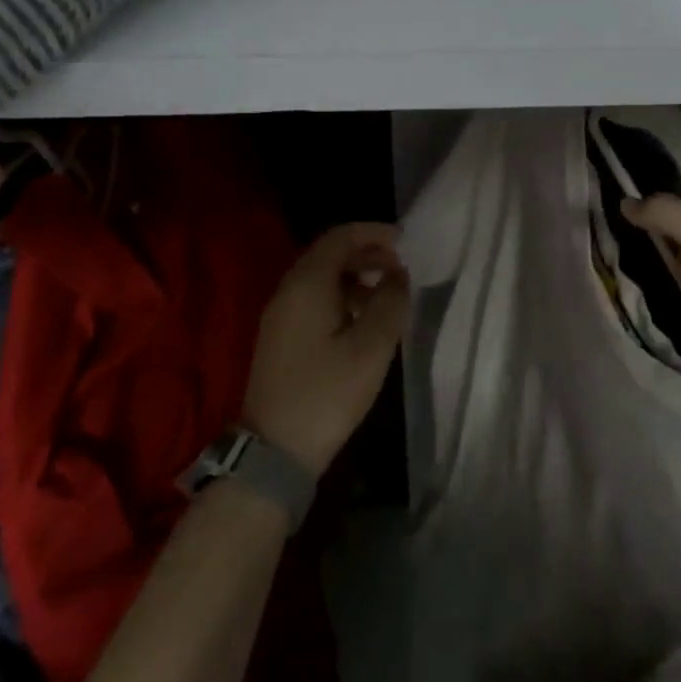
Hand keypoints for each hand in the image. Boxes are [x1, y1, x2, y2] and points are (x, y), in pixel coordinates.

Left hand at [242, 223, 409, 476]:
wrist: (275, 449)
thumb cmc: (327, 393)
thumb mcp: (371, 347)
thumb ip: (390, 303)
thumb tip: (397, 275)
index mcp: (307, 284)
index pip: (340, 237)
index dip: (373, 232)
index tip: (405, 240)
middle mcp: (288, 290)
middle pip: (328, 254)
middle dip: (366, 253)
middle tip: (401, 267)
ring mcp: (280, 315)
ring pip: (321, 278)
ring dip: (355, 276)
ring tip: (388, 294)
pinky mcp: (281, 337)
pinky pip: (313, 300)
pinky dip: (341, 296)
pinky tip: (363, 319)